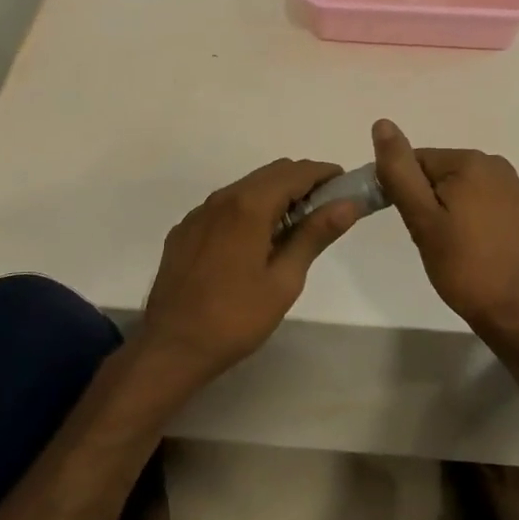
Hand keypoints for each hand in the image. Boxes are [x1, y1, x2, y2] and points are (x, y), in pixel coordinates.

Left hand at [139, 158, 359, 387]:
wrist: (171, 347)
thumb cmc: (235, 318)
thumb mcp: (284, 280)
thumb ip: (315, 235)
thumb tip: (348, 204)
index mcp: (249, 205)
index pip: (296, 172)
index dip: (325, 174)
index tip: (346, 187)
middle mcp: (222, 198)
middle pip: (271, 173)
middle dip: (303, 182)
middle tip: (326, 210)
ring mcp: (199, 213)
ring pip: (246, 187)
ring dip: (275, 196)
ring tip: (294, 229)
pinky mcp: (185, 230)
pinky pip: (224, 207)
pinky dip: (249, 210)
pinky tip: (254, 243)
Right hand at [372, 119, 518, 333]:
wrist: (515, 311)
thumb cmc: (463, 265)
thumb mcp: (421, 218)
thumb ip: (399, 171)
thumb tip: (382, 124)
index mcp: (471, 161)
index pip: (417, 161)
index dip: (403, 191)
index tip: (409, 224)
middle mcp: (496, 164)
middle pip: (438, 172)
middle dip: (426, 201)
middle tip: (430, 239)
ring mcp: (512, 187)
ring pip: (458, 188)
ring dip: (445, 210)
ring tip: (449, 245)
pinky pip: (479, 201)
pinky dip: (467, 217)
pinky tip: (469, 246)